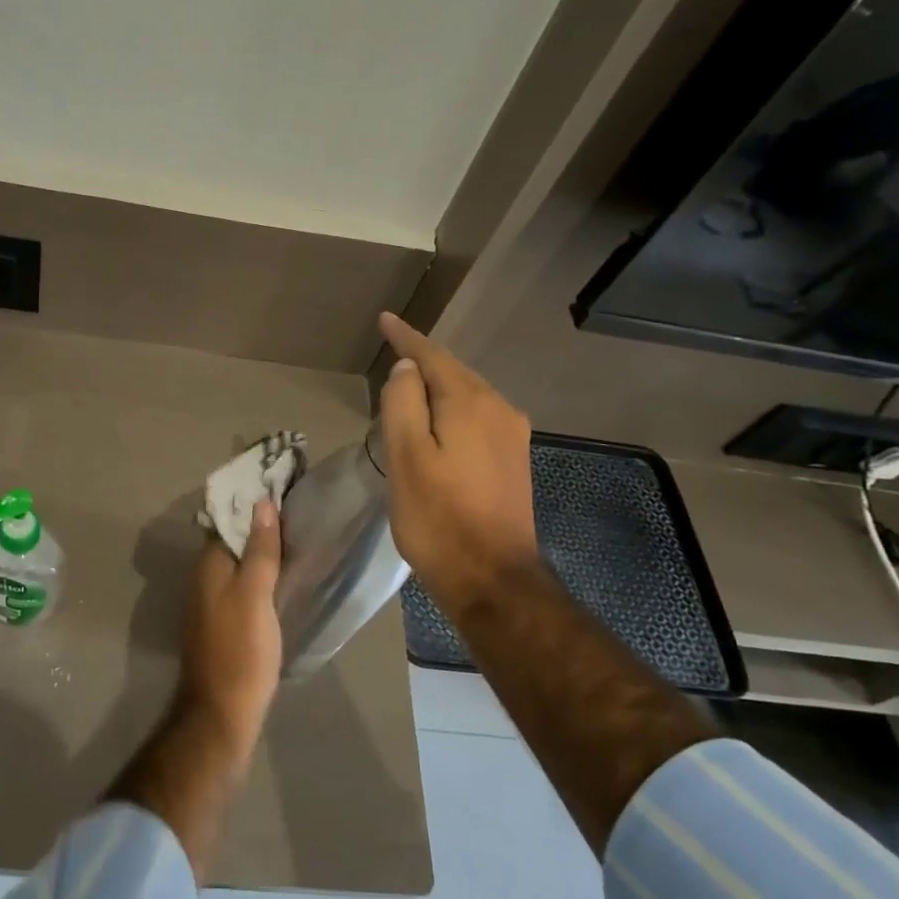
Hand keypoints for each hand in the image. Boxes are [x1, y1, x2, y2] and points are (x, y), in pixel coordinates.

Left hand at [178, 499, 282, 762]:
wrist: (222, 712)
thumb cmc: (241, 650)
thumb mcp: (254, 596)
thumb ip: (259, 551)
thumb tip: (263, 504)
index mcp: (208, 565)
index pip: (230, 520)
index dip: (254, 505)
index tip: (284, 490)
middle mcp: (203, 577)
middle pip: (233, 541)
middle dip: (259, 525)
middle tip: (297, 511)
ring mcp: (210, 601)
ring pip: (237, 563)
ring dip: (260, 550)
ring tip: (296, 537)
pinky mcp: (222, 622)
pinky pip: (240, 584)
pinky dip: (259, 574)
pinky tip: (281, 577)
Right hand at [377, 313, 538, 617]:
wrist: (493, 579)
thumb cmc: (438, 517)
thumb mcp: (406, 456)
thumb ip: (403, 402)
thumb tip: (408, 368)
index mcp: (471, 403)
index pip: (433, 356)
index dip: (406, 337)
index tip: (385, 319)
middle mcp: (499, 410)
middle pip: (454, 373)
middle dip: (423, 359)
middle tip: (393, 348)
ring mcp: (512, 437)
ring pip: (468, 396)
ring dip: (438, 386)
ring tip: (409, 383)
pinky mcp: (513, 462)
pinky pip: (477, 418)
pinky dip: (451, 410)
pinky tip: (438, 422)